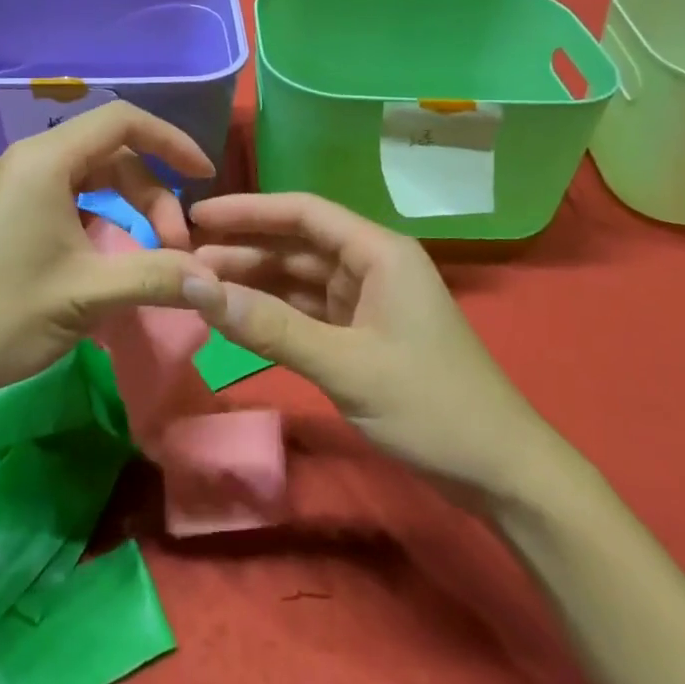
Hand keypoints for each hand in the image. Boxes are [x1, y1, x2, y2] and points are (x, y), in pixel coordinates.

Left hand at [0, 103, 221, 405]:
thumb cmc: (5, 316)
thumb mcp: (90, 294)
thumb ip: (159, 277)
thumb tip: (217, 280)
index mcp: (46, 160)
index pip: (123, 121)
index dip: (171, 141)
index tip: (204, 175)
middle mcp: (30, 159)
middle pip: (112, 152)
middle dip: (152, 193)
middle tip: (174, 248)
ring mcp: (15, 185)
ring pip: (93, 176)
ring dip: (129, 206)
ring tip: (150, 255)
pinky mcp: (8, 211)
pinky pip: (70, 195)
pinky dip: (102, 216)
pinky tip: (110, 255)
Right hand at [183, 192, 542, 499]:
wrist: (500, 472)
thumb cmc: (429, 406)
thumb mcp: (344, 365)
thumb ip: (270, 326)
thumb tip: (196, 288)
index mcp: (379, 251)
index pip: (302, 212)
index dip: (247, 211)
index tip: (196, 217)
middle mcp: (373, 264)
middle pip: (297, 244)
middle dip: (244, 250)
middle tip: (184, 259)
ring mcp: (370, 300)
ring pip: (300, 279)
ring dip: (255, 282)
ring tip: (200, 287)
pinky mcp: (366, 334)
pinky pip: (311, 311)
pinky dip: (276, 314)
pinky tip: (239, 317)